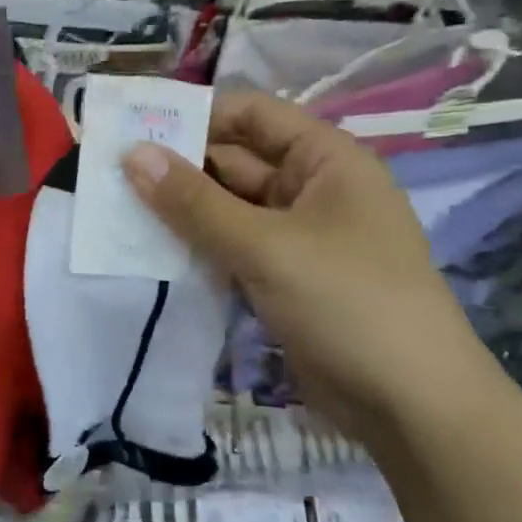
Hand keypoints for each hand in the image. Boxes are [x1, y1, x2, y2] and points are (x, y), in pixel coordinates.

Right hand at [123, 91, 486, 429]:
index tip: (133, 127)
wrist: (411, 407)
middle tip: (109, 174)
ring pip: (229, 210)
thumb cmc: (348, 303)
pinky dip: (198, 248)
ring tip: (117, 210)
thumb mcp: (266, 246)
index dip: (195, 115)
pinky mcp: (284, 279)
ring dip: (182, 211)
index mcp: (325, 160)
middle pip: (235, 162)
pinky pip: (232, 249)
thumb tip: (132, 154)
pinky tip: (151, 252)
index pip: (251, 115)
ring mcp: (298, 238)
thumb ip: (194, 202)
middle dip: (178, 167)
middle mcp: (312, 189)